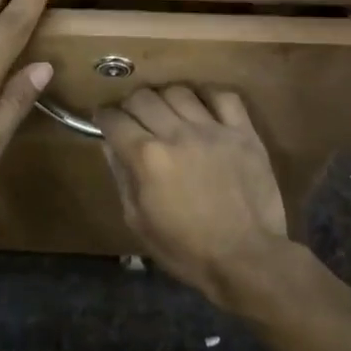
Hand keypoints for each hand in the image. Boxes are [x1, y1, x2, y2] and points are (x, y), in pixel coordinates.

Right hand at [94, 86, 288, 305]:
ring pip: (179, 91)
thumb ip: (122, 177)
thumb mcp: (139, 222)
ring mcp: (213, 129)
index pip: (115, 120)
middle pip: (143, 97)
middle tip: (133, 118)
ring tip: (167, 112)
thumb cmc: (186, 249)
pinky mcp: (244, 133)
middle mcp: (177, 134)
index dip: (104, 118)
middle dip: (130, 105)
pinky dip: (208, 96)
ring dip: (165, 98)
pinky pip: (224, 96)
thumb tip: (110, 146)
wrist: (246, 259)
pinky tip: (203, 108)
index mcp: (147, 157)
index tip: (104, 121)